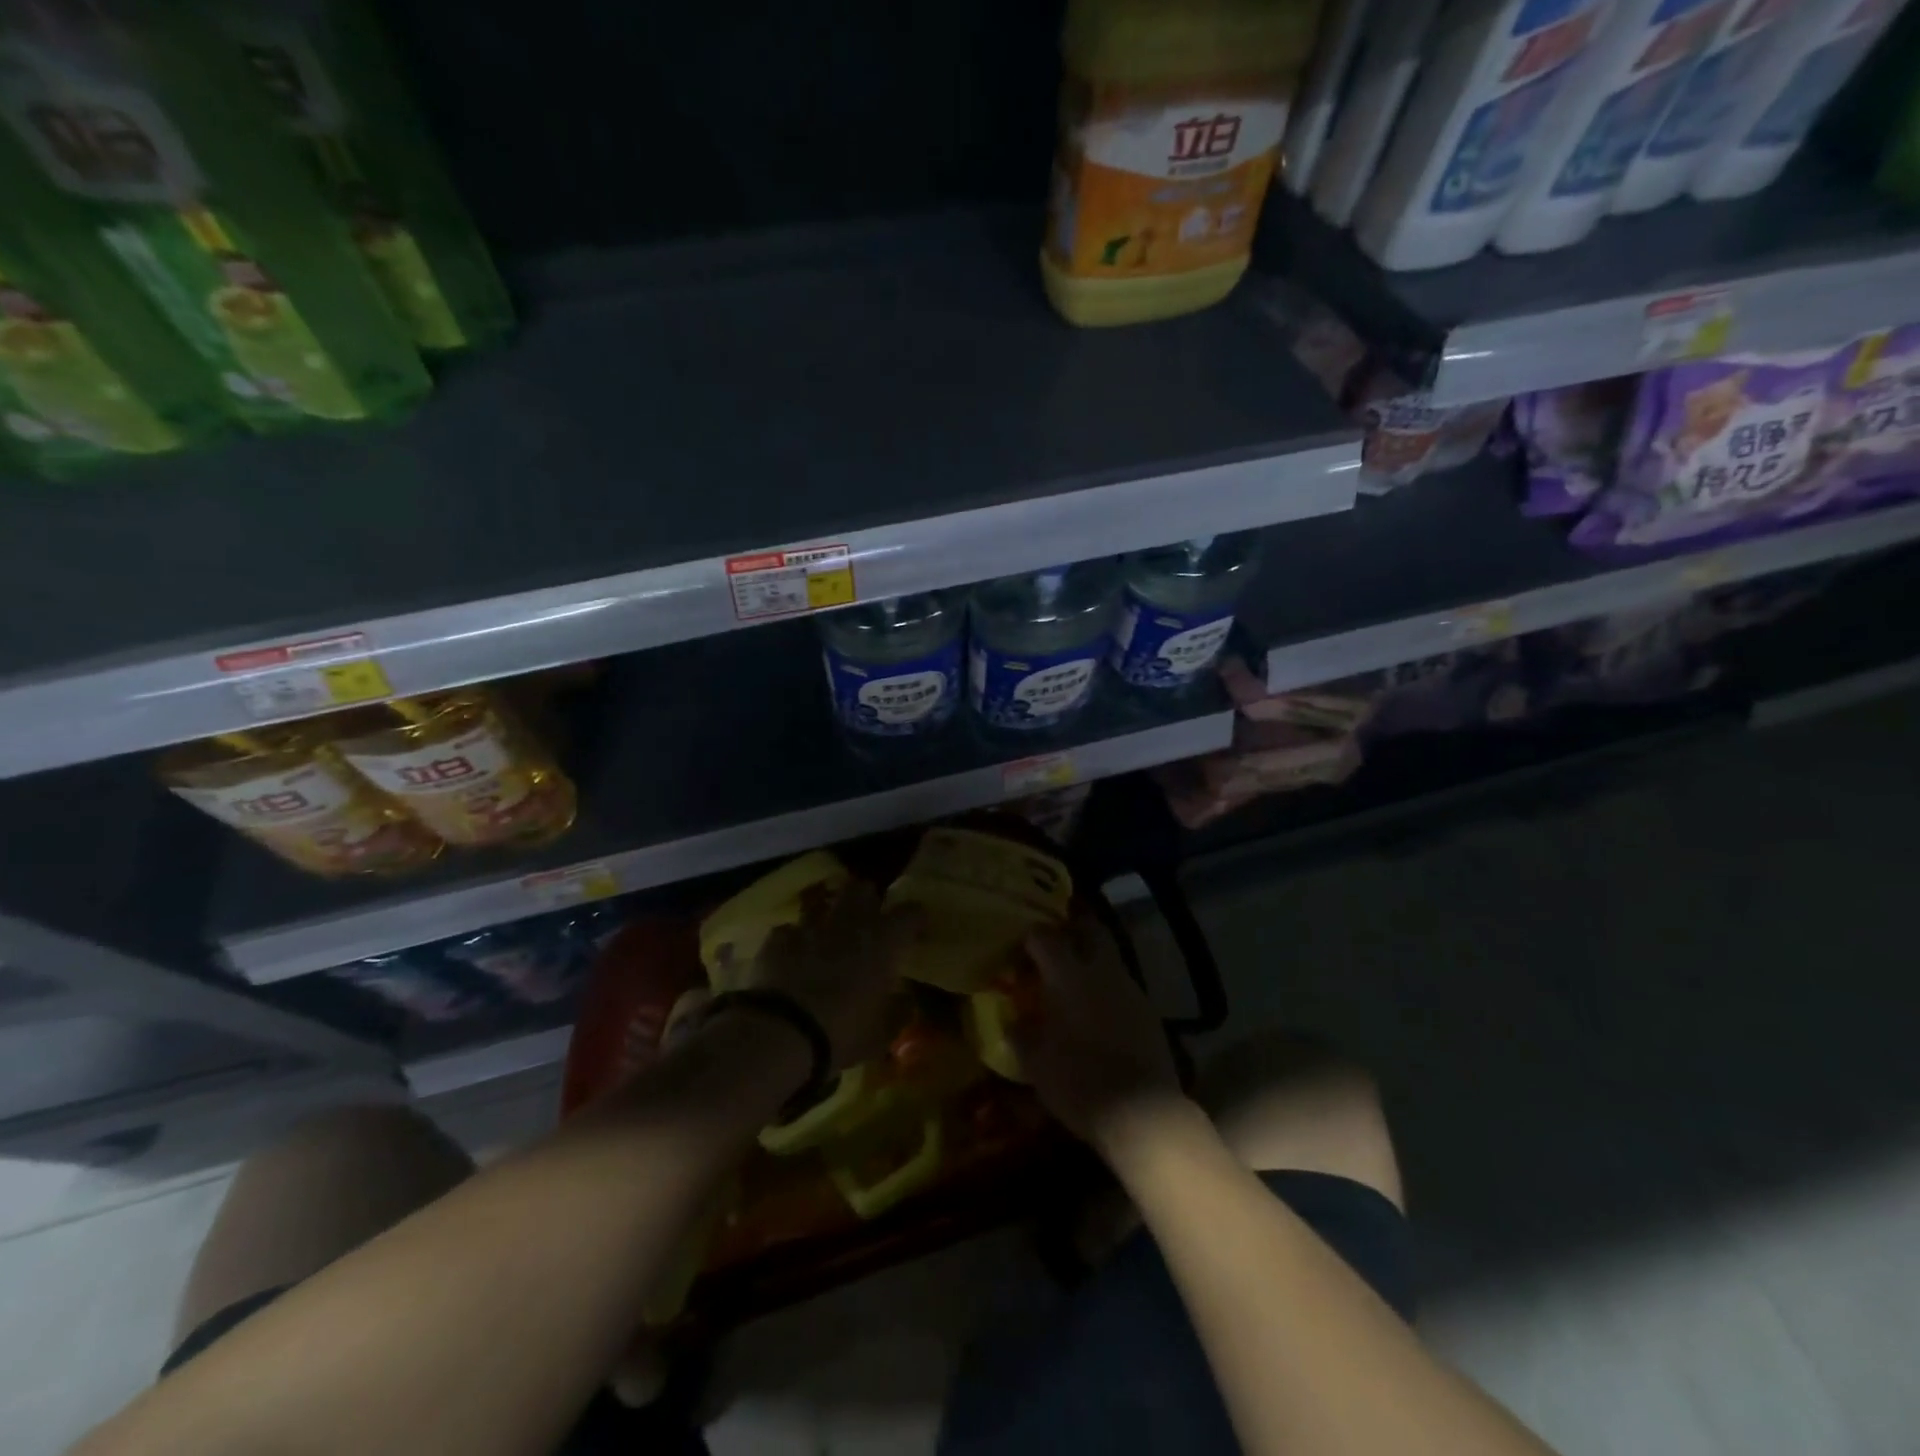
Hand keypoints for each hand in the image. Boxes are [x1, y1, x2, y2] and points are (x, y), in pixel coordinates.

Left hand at [740, 879, 918, 1069]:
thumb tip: (906, 1001)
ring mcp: (810, 927)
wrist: (780, 1036)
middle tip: (868, 923)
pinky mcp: (777, 939)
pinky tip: (791, 957)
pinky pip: (788, 929)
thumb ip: (897, 1012)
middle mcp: (849, 923)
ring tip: (826, 935)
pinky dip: (793, 940)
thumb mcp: (881, 1035)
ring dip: (826, 915)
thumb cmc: (842, 1035)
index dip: (915, 918)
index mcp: (883, 942)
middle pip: (861, 889)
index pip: (910, 912)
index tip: (917, 931)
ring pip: (821, 901)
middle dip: (866, 900)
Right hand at [1015, 912, 1185, 1158]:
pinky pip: (1122, 986)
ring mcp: (1130, 988)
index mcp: (1068, 975)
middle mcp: (1101, 970)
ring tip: (1074, 986)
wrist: (1141, 1113)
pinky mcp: (1148, 1010)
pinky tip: (1098, 1015)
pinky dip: (1107, 990)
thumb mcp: (1035, 1063)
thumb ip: (1021, 1033)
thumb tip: (1014, 1020)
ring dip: (1091, 962)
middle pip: (1089, 929)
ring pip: (1108, 957)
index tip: (1018, 957)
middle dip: (1070, 930)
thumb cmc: (1078, 1081)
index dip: (1029, 940)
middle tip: (1053, 949)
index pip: (1044, 936)